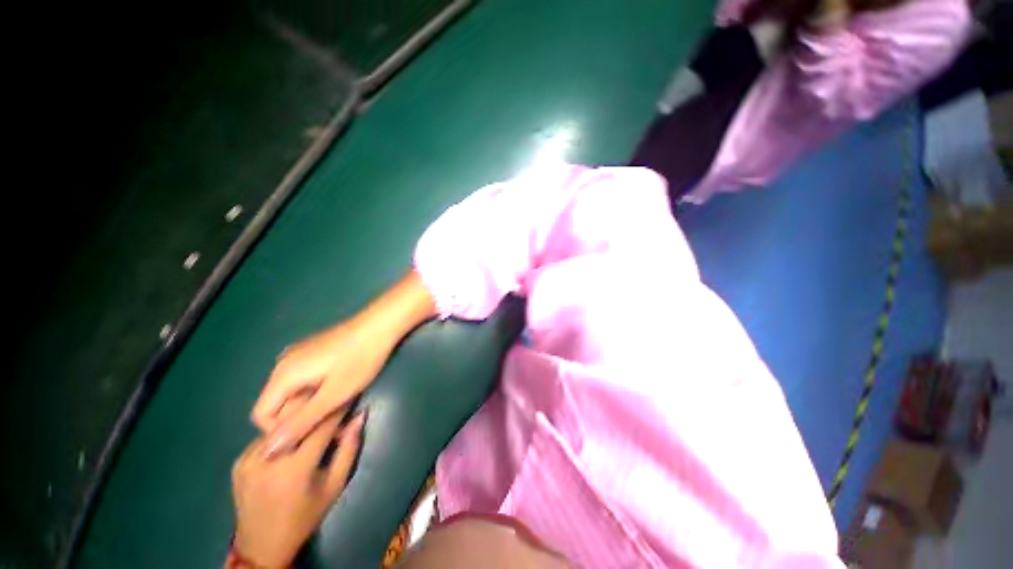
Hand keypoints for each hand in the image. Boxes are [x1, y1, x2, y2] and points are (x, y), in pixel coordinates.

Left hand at [232, 411, 365, 567]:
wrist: (261, 546)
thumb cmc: (305, 517)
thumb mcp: (335, 485)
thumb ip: (349, 448)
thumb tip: (360, 416)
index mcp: (295, 468)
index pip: (322, 425)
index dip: (338, 409)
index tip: (349, 397)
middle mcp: (269, 459)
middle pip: (299, 419)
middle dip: (318, 409)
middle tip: (332, 406)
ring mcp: (249, 460)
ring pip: (281, 425)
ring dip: (300, 420)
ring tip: (313, 422)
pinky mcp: (238, 462)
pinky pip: (266, 436)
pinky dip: (282, 433)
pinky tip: (291, 438)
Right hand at [252, 318, 393, 456]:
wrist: (381, 324)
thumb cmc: (360, 360)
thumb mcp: (333, 396)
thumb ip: (300, 423)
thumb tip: (267, 452)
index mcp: (281, 375)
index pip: (260, 416)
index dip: (282, 431)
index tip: (312, 433)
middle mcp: (283, 363)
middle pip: (278, 403)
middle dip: (301, 418)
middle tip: (333, 422)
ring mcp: (299, 354)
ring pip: (294, 392)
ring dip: (312, 404)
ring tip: (340, 405)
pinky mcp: (315, 350)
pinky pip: (305, 378)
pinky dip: (317, 390)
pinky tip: (341, 388)